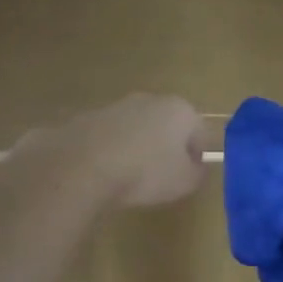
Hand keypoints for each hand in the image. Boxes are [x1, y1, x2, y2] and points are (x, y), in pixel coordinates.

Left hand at [34, 94, 206, 207]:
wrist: (82, 166)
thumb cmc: (145, 172)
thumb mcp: (185, 182)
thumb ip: (198, 173)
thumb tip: (197, 167)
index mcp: (180, 109)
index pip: (200, 131)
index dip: (198, 156)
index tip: (188, 176)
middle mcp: (149, 99)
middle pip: (167, 125)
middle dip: (167, 148)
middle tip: (161, 177)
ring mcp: (116, 106)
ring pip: (137, 128)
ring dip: (138, 148)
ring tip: (130, 177)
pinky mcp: (87, 117)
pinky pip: (110, 137)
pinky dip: (112, 151)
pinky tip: (106, 173)